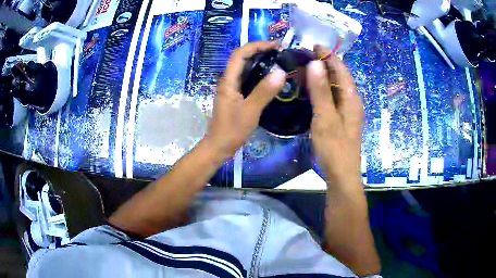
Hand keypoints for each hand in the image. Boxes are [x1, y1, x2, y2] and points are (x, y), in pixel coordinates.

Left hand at [204, 41, 285, 158]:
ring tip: (278, 60)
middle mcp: (228, 80)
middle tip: (280, 52)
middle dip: (260, 50)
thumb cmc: (232, 130)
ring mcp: (232, 87)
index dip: (257, 45)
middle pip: (242, 58)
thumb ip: (264, 91)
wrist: (219, 146)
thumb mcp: (250, 111)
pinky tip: (271, 77)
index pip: (240, 54)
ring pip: (245, 67)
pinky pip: (247, 78)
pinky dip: (259, 72)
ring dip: (260, 60)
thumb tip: (280, 72)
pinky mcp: (236, 94)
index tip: (275, 46)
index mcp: (228, 81)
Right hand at [307, 47, 363, 187]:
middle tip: (305, 56)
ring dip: (323, 76)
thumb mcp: (325, 118)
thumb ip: (321, 91)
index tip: (313, 45)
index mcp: (352, 98)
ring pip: (336, 87)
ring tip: (305, 69)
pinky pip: (333, 98)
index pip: (341, 69)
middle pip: (340, 77)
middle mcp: (352, 101)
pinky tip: (312, 90)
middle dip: (325, 64)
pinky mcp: (342, 119)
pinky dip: (323, 90)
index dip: (328, 56)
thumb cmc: (334, 147)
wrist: (342, 175)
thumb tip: (315, 63)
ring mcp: (348, 111)